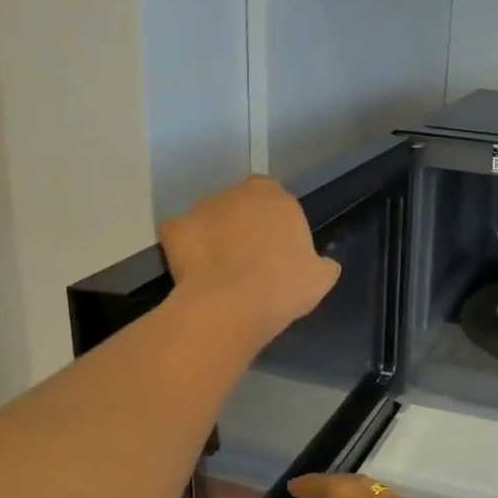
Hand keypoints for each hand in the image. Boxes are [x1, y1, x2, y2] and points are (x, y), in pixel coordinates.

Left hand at [159, 177, 340, 346]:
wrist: (234, 304)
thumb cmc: (285, 285)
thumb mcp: (321, 278)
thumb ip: (321, 264)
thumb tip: (323, 265)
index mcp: (276, 196)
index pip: (275, 198)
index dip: (274, 223)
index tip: (276, 248)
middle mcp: (237, 192)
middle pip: (239, 205)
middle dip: (241, 225)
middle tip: (247, 259)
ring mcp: (201, 208)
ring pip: (208, 218)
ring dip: (212, 235)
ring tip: (218, 271)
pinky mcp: (173, 228)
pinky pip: (180, 236)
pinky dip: (184, 249)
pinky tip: (193, 273)